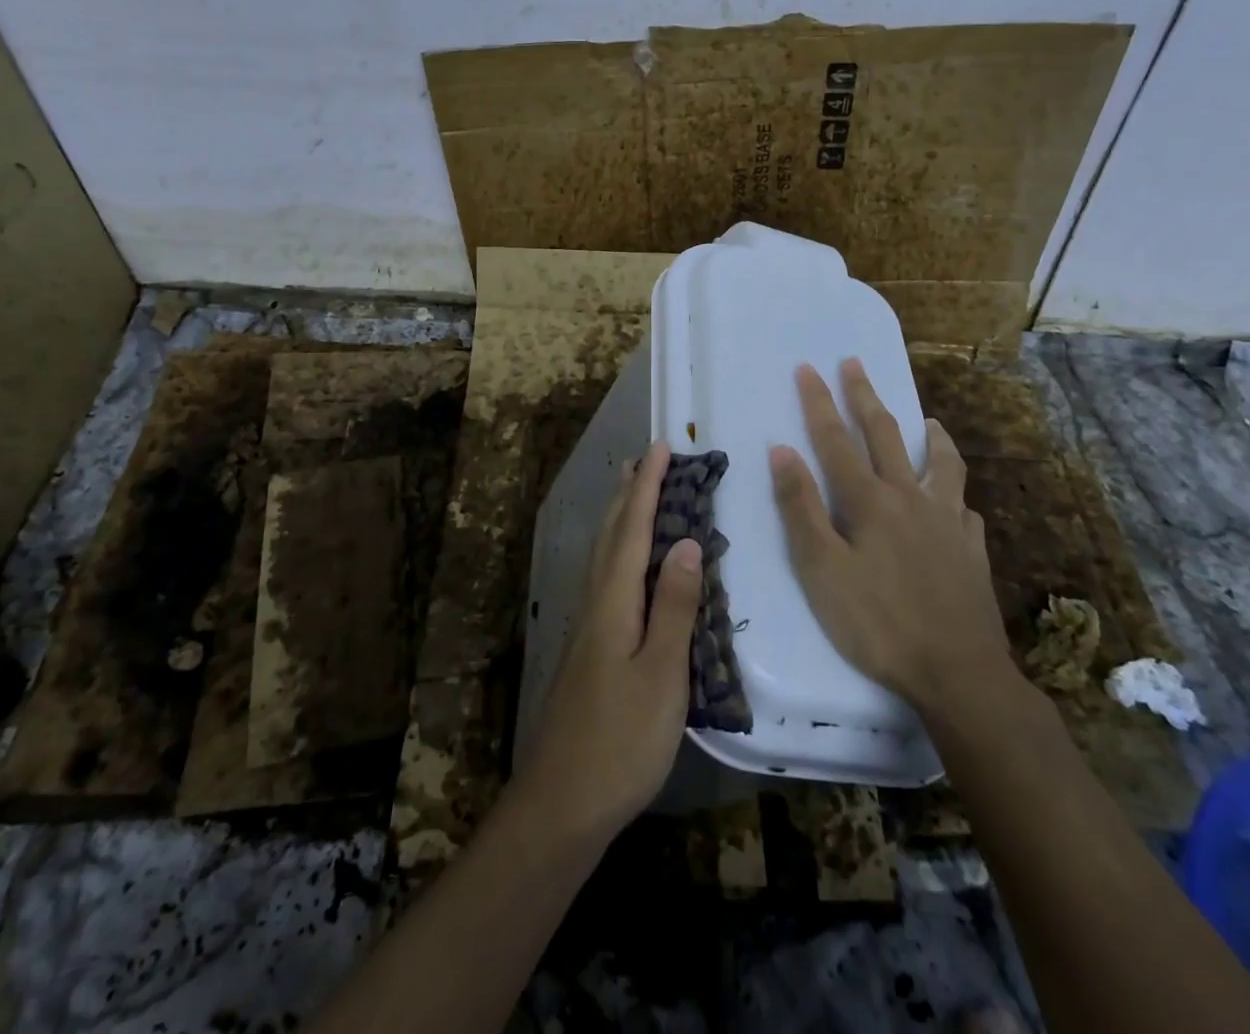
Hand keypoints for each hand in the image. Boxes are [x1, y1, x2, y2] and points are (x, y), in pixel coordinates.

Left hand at [514, 441, 701, 844]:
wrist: (562, 802)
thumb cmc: (621, 740)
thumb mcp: (662, 674)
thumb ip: (673, 606)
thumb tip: (686, 541)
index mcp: (613, 601)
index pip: (633, 528)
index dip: (648, 486)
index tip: (662, 447)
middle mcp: (594, 602)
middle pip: (611, 534)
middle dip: (629, 492)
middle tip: (645, 459)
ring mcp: (587, 626)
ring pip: (603, 554)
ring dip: (620, 517)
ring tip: (633, 494)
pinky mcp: (588, 648)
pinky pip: (604, 577)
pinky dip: (618, 550)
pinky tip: (624, 566)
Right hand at [769, 359, 1012, 705]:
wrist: (958, 673)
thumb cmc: (878, 623)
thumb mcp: (822, 570)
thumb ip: (801, 508)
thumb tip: (782, 450)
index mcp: (870, 501)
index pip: (836, 440)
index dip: (819, 402)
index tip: (808, 367)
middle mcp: (910, 498)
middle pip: (885, 435)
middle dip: (865, 397)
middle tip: (854, 363)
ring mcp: (948, 522)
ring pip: (940, 464)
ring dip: (929, 436)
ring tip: (928, 421)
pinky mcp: (972, 549)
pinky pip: (964, 508)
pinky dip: (954, 494)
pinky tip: (955, 502)